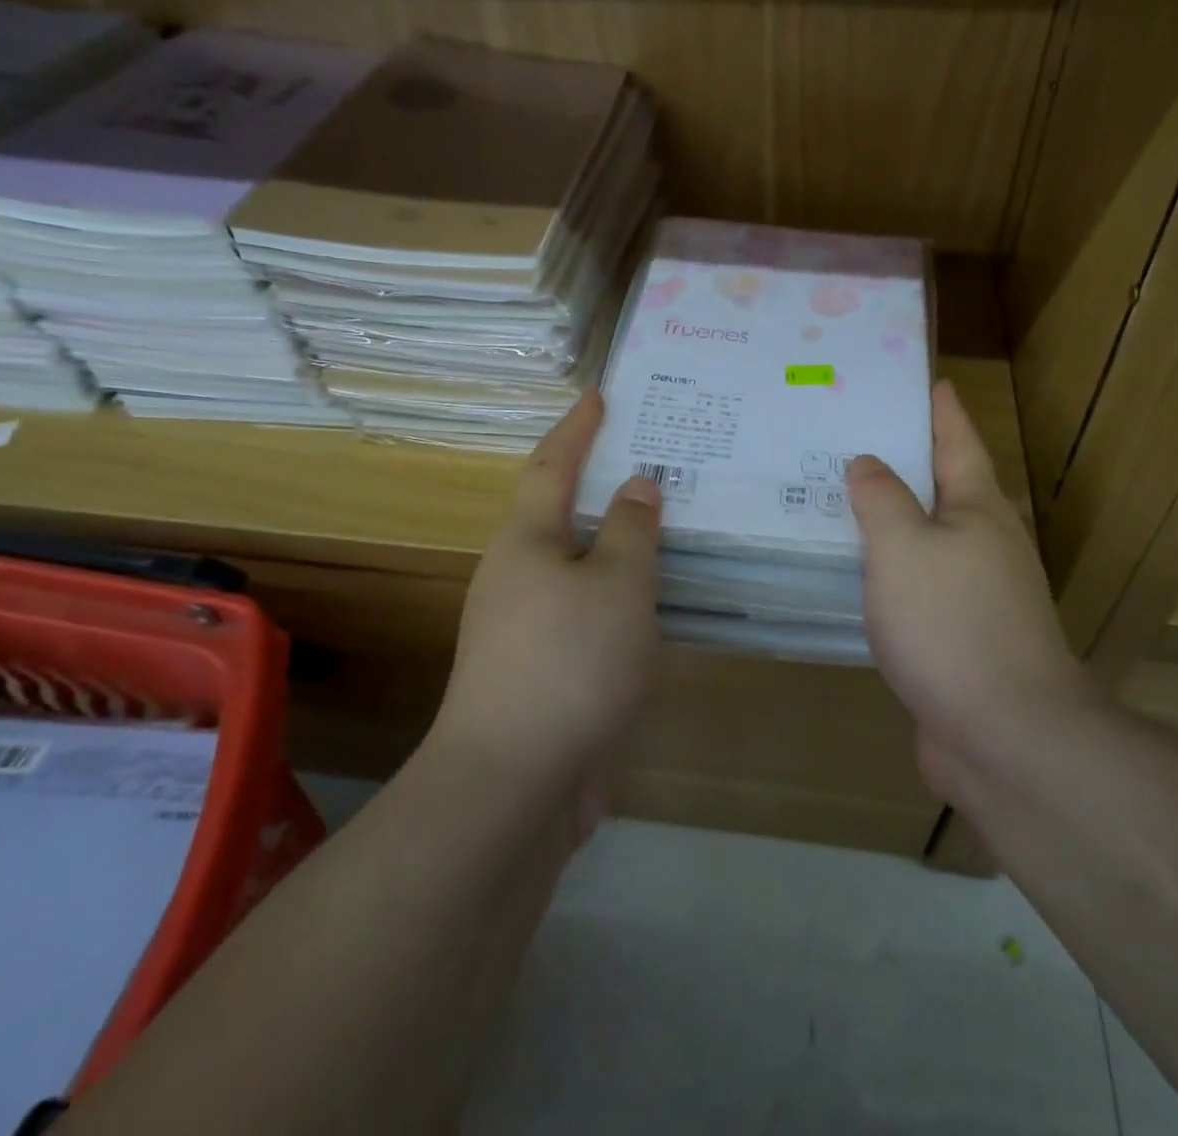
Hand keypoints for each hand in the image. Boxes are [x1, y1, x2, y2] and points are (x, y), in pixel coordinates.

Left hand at [428, 388, 663, 795]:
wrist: (514, 784)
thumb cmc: (570, 664)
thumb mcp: (619, 586)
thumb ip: (633, 530)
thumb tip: (636, 486)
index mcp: (527, 542)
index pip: (553, 465)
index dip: (578, 427)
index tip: (598, 394)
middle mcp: (516, 575)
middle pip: (562, 513)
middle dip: (602, 485)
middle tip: (652, 461)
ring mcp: (524, 627)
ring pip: (579, 567)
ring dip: (615, 545)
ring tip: (664, 527)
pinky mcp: (542, 670)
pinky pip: (587, 611)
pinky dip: (618, 595)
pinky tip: (653, 604)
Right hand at [848, 380, 1098, 801]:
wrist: (1007, 737)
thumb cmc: (952, 624)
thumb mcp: (904, 547)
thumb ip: (881, 499)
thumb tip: (868, 463)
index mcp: (978, 509)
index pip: (957, 440)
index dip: (939, 408)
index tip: (922, 379)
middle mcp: (984, 543)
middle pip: (942, 486)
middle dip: (904, 459)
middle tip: (851, 434)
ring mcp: (975, 593)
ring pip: (925, 538)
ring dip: (891, 517)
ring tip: (840, 496)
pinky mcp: (958, 636)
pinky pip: (915, 584)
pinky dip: (886, 568)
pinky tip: (854, 572)